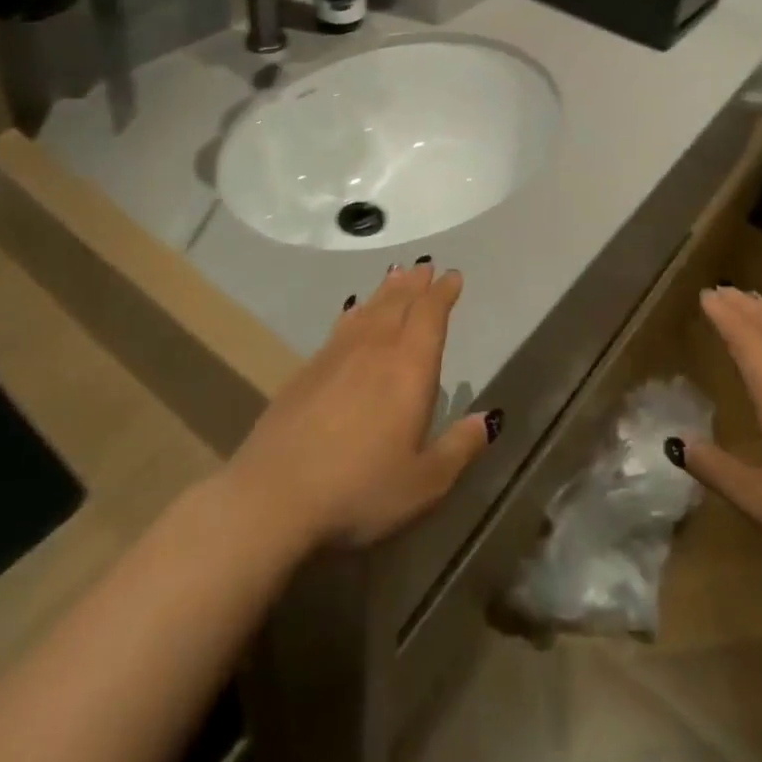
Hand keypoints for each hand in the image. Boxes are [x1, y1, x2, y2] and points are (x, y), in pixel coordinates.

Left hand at [222, 260, 495, 550]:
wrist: (273, 495)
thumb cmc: (360, 490)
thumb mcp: (423, 483)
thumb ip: (459, 448)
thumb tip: (488, 419)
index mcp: (409, 367)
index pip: (431, 315)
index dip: (443, 293)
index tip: (453, 275)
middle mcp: (375, 348)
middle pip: (399, 303)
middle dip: (416, 284)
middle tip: (425, 266)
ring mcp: (337, 355)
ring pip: (369, 309)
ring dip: (386, 290)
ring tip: (396, 275)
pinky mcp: (307, 370)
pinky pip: (341, 326)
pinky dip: (355, 311)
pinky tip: (353, 312)